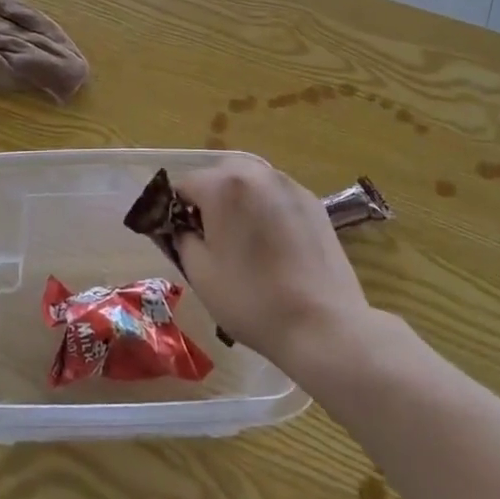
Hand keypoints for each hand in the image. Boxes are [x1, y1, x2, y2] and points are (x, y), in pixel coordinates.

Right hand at [173, 158, 370, 372]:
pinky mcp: (313, 202)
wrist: (322, 324)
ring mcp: (290, 185)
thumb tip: (182, 227)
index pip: (185, 184)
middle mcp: (256, 174)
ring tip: (245, 239)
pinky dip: (267, 208)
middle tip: (213, 237)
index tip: (182, 238)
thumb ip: (182, 238)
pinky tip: (274, 244)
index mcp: (223, 186)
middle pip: (220, 174)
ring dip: (239, 200)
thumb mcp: (200, 273)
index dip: (177, 211)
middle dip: (210, 198)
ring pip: (251, 181)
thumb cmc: (252, 299)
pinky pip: (277, 195)